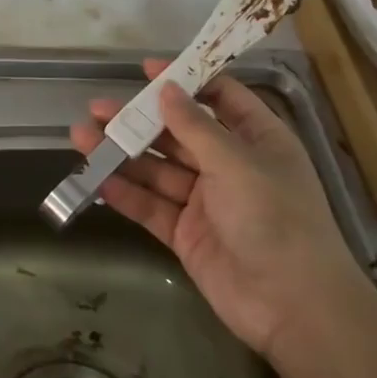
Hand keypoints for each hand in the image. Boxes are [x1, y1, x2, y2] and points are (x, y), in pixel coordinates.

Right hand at [71, 59, 367, 365]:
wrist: (294, 307)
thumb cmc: (276, 219)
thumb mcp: (237, 163)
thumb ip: (195, 126)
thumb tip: (166, 88)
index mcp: (256, 140)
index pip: (219, 98)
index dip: (184, 81)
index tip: (146, 70)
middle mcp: (230, 166)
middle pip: (178, 134)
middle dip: (139, 121)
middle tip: (97, 108)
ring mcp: (207, 202)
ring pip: (158, 170)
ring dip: (123, 155)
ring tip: (81, 138)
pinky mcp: (187, 234)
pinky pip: (152, 206)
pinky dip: (126, 194)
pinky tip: (97, 180)